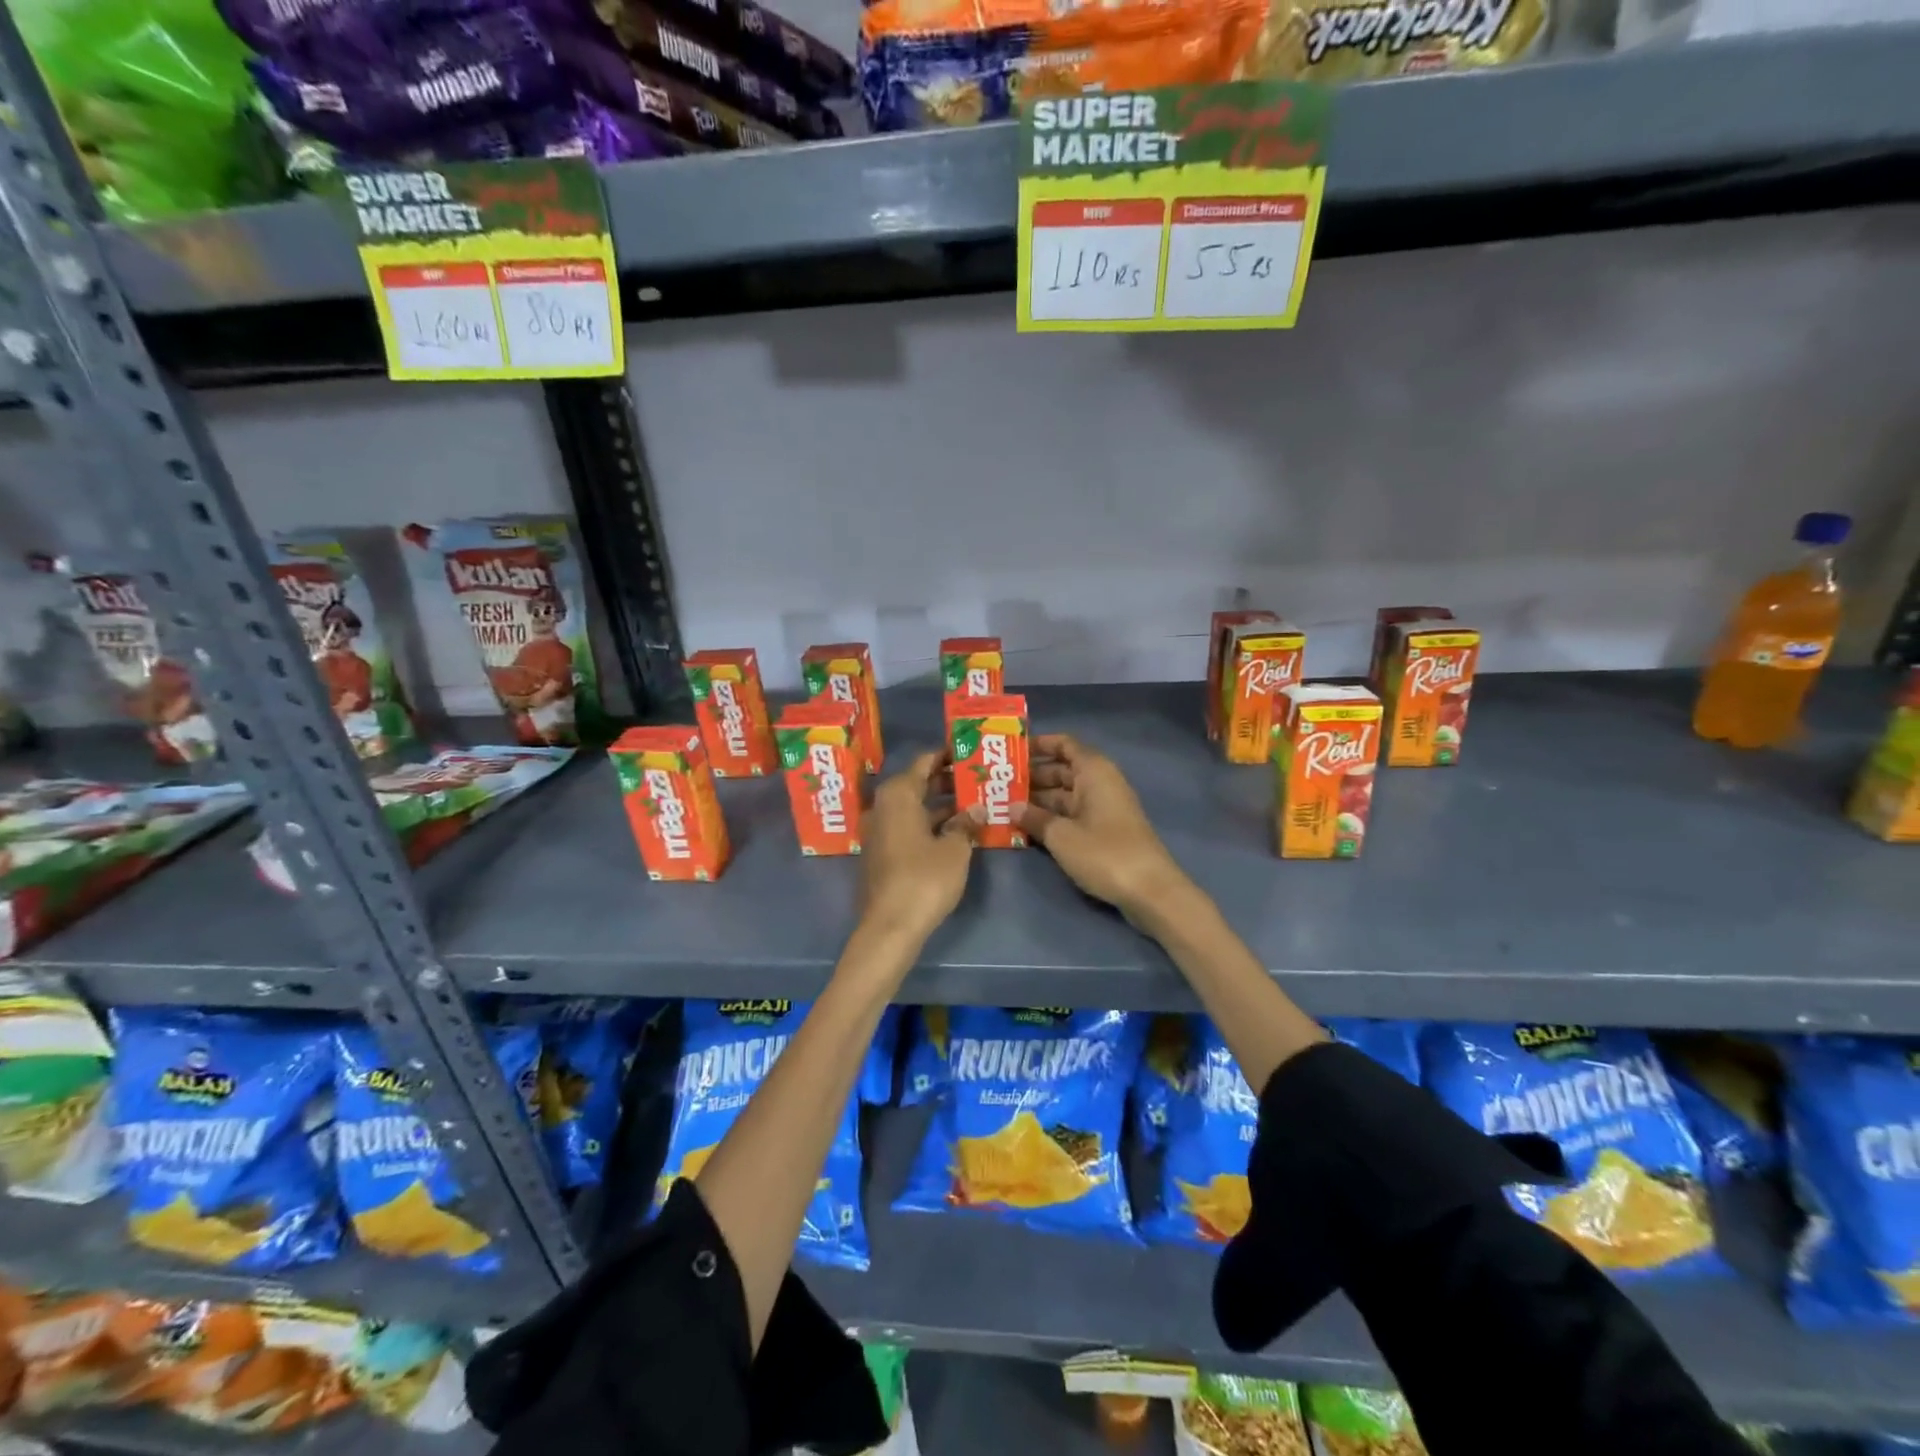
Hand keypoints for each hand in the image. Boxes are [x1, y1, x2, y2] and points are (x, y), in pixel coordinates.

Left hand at [859, 751, 977, 946]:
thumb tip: (977, 810)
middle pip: (917, 784)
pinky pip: (909, 826)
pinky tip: (956, 830)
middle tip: (978, 777)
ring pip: (914, 807)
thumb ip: (966, 824)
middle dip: (947, 780)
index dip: (947, 755)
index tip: (969, 751)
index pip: (924, 762)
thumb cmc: (924, 879)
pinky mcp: (883, 854)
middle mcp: (884, 807)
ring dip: (941, 804)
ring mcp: (881, 831)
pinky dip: (930, 823)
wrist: (890, 927)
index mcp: (898, 795)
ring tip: (974, 802)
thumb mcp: (954, 849)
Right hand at [1017, 734, 1190, 919]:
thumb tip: (1012, 806)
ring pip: (1066, 795)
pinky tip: (1027, 827)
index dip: (1039, 744)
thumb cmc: (1104, 853)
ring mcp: (1104, 808)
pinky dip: (1052, 817)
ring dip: (1039, 799)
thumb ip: (1034, 817)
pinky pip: (1073, 814)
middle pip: (1062, 770)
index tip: (1012, 752)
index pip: (1064, 744)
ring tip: (1005, 806)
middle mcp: (1100, 783)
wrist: (1150, 890)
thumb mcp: (1061, 835)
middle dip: (1032, 776)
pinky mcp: (1105, 830)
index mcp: (1094, 771)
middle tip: (999, 784)